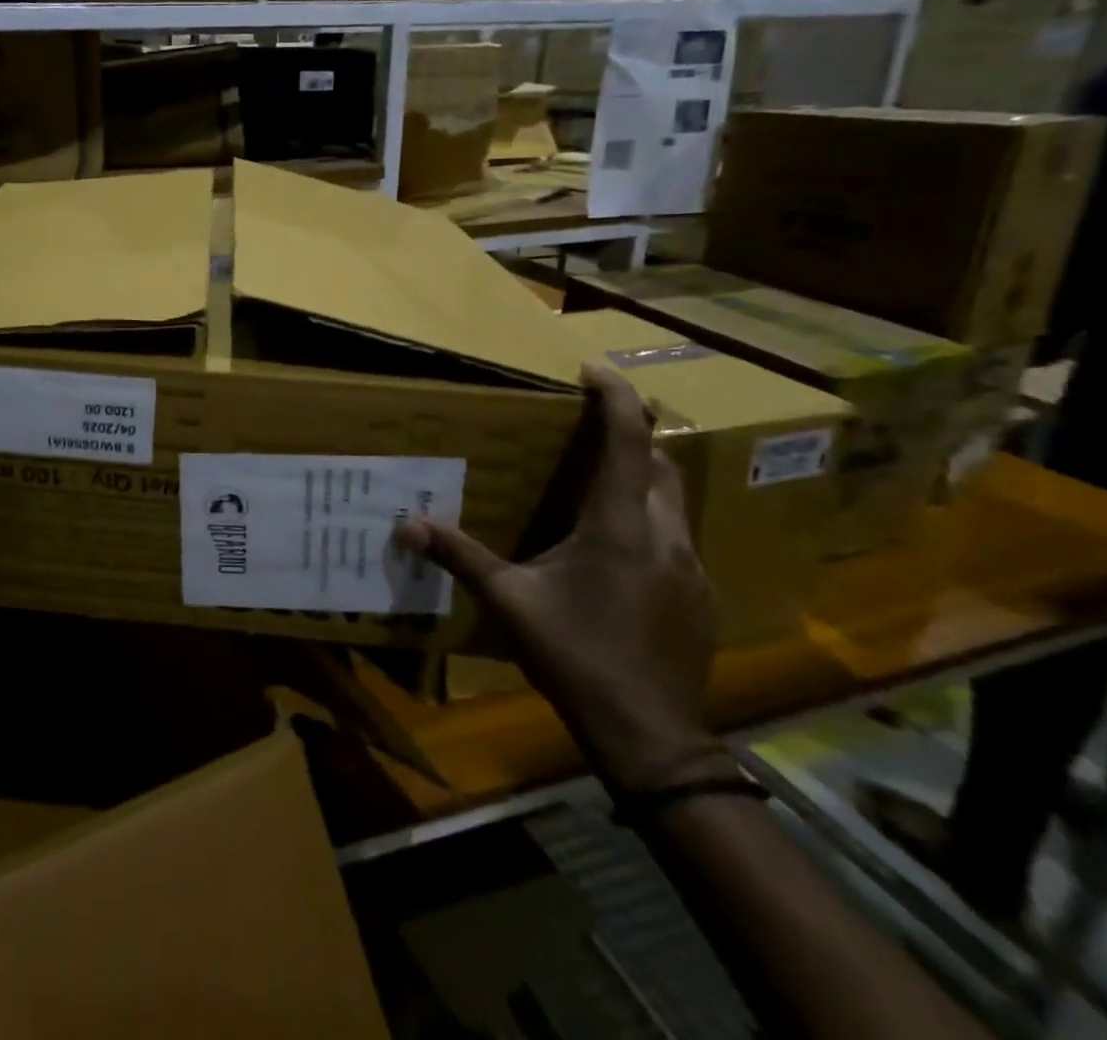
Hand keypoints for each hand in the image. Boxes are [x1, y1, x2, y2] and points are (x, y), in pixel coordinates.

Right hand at [396, 365, 727, 792]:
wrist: (650, 737)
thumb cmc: (577, 657)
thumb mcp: (509, 602)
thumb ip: (461, 557)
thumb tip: (406, 524)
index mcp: (619, 526)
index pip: (627, 441)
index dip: (616, 397)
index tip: (595, 368)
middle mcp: (665, 536)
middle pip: (658, 463)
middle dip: (630, 434)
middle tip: (590, 425)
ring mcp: (691, 568)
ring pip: (672, 501)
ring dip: (640, 478)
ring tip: (598, 483)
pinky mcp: (700, 597)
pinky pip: (675, 538)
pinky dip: (648, 521)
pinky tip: (616, 552)